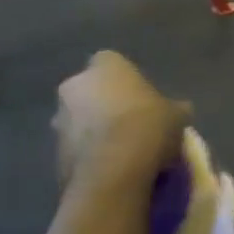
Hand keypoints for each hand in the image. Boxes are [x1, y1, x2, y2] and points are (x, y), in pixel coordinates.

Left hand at [54, 52, 191, 185]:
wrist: (114, 170)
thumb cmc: (148, 126)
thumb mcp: (176, 115)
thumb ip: (173, 108)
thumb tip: (179, 110)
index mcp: (105, 66)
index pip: (112, 64)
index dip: (127, 82)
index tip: (141, 99)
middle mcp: (75, 86)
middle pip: (90, 91)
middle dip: (104, 106)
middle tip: (130, 125)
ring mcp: (60, 120)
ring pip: (79, 121)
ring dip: (93, 132)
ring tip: (120, 153)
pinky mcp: (54, 153)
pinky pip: (75, 149)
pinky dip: (88, 156)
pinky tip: (110, 170)